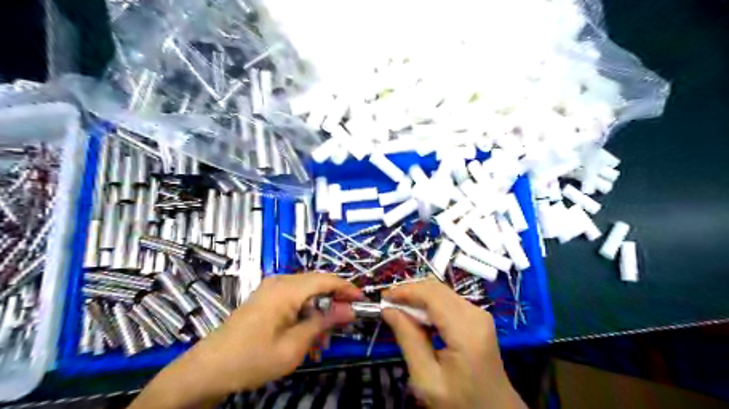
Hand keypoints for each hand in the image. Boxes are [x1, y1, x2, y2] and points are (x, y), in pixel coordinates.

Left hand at [130, 271, 361, 407]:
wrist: (207, 370)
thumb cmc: (252, 359)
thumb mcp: (294, 346)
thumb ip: (324, 323)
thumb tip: (349, 309)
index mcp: (287, 289)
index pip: (327, 279)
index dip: (348, 288)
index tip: (363, 302)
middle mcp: (280, 282)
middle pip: (317, 284)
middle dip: (333, 304)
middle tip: (342, 327)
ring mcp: (270, 289)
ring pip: (307, 294)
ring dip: (318, 313)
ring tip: (320, 341)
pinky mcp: (265, 299)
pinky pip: (293, 300)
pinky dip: (304, 315)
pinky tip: (305, 337)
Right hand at [383, 281, 523, 408]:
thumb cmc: (460, 402)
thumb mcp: (427, 378)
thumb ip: (408, 339)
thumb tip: (389, 310)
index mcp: (466, 330)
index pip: (432, 295)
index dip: (406, 291)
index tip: (383, 297)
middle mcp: (476, 314)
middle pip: (437, 289)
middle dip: (410, 291)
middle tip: (388, 303)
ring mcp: (479, 314)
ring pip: (442, 292)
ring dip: (418, 296)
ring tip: (398, 308)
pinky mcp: (477, 318)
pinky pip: (448, 300)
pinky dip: (429, 303)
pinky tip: (416, 315)